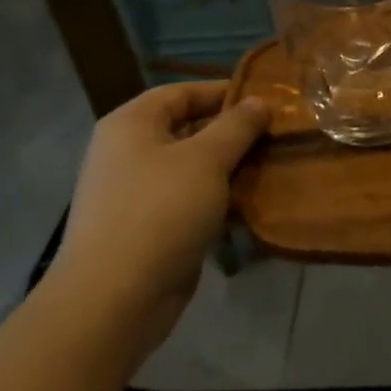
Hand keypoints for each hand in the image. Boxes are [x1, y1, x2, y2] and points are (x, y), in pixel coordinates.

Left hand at [51, 83, 267, 343]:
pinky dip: (217, 199)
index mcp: (132, 124)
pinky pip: (188, 201)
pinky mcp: (147, 229)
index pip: (182, 92)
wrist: (114, 300)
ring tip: (272, 165)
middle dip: (232, 132)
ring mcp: (135, 193)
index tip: (266, 99)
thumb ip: (236, 126)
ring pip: (191, 168)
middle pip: (187, 129)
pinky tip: (251, 203)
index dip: (223, 91)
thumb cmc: (160, 212)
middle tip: (276, 134)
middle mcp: (128, 152)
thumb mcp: (206, 159)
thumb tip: (259, 101)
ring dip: (229, 168)